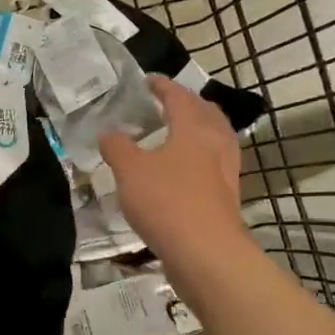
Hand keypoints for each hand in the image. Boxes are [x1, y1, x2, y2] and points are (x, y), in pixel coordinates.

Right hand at [99, 76, 247, 265]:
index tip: (148, 81)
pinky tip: (183, 171)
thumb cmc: (167, 201)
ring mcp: (226, 171)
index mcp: (193, 128)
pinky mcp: (226, 197)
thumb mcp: (129, 171)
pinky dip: (200, 158)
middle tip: (167, 104)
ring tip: (177, 135)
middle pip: (206, 114)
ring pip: (215, 139)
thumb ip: (117, 148)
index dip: (162, 86)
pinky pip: (214, 165)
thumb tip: (108, 133)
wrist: (205, 252)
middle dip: (188, 104)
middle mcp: (215, 144)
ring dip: (198, 131)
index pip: (179, 97)